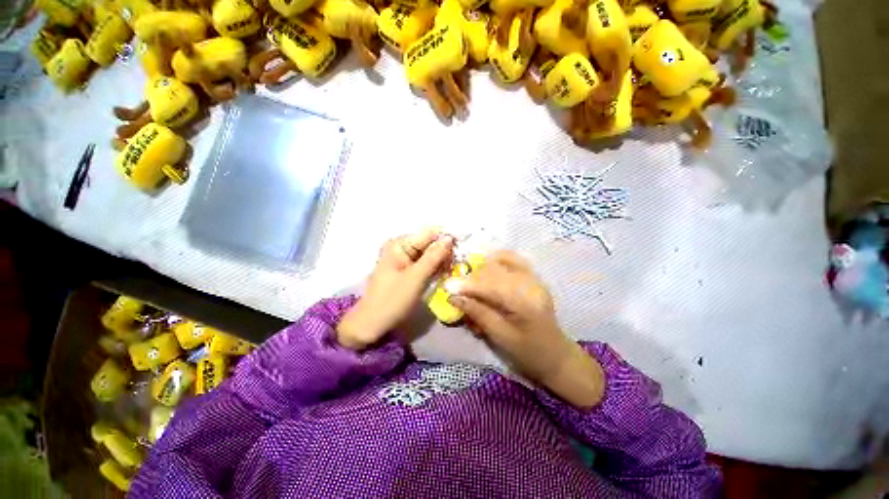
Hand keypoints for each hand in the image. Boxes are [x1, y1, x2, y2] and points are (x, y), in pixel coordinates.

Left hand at [337, 228, 453, 350]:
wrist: (372, 324)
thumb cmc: (392, 300)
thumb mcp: (416, 277)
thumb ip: (433, 256)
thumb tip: (449, 237)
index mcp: (399, 244)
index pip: (429, 234)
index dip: (448, 237)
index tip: (465, 243)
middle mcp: (401, 247)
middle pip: (430, 243)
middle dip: (445, 252)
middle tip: (458, 263)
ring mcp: (404, 259)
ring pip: (429, 254)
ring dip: (442, 261)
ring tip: (452, 271)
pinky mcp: (406, 270)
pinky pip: (425, 264)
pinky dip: (435, 268)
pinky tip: (443, 274)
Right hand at [447, 251, 605, 407]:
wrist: (555, 354)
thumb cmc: (528, 352)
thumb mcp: (500, 336)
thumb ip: (477, 313)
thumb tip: (454, 297)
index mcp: (525, 302)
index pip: (490, 285)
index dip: (467, 285)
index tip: (447, 287)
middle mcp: (531, 283)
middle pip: (494, 270)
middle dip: (472, 277)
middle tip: (457, 289)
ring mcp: (534, 277)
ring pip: (501, 260)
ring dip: (482, 268)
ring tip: (472, 282)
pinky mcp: (533, 276)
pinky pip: (512, 259)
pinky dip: (496, 259)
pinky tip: (486, 267)